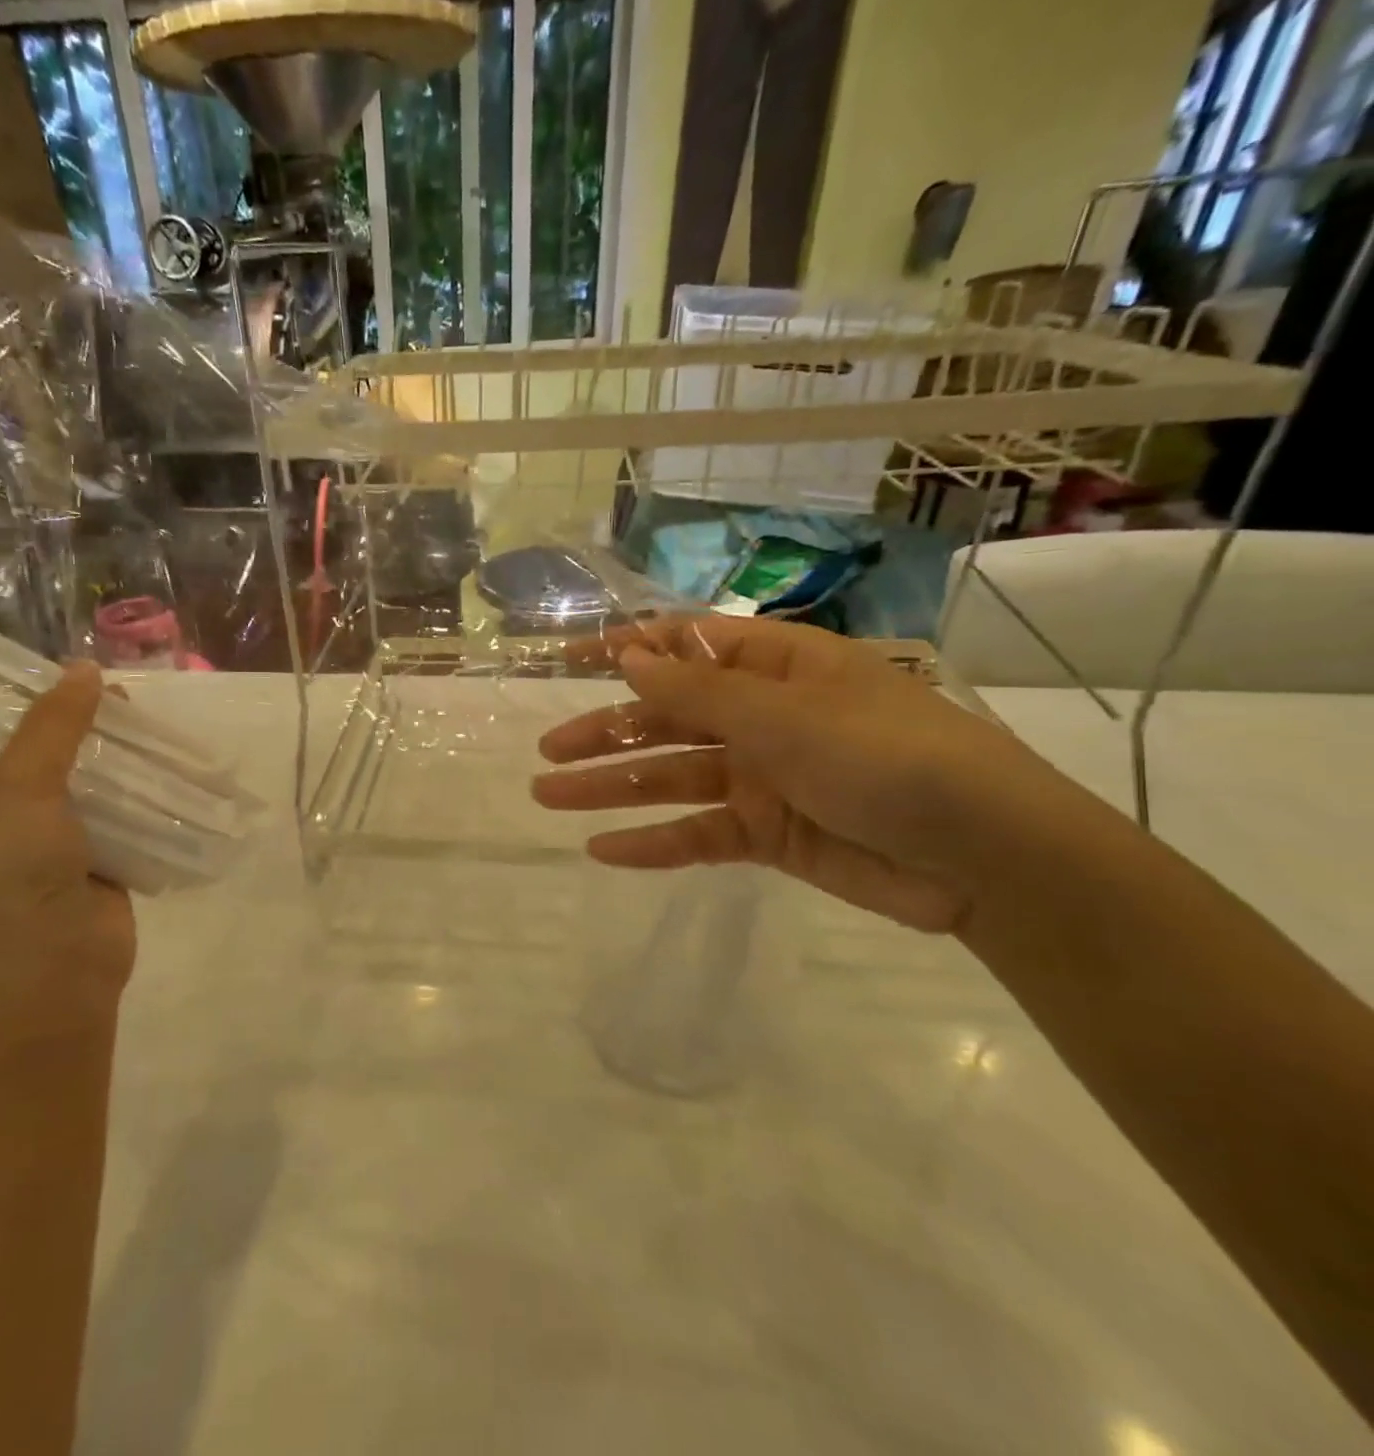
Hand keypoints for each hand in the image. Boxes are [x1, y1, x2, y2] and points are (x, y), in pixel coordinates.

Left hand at [0, 662, 135, 1018]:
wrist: (55, 974)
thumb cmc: (12, 880)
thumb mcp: (19, 790)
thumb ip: (51, 729)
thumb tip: (87, 669)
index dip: (13, 703)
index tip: (48, 670)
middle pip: (38, 755)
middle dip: (73, 725)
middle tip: (108, 690)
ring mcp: (49, 844)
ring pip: (83, 783)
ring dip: (111, 756)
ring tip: (140, 716)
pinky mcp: (96, 860)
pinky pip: (118, 812)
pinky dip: (138, 789)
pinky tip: (162, 759)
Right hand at [532, 616, 1060, 932]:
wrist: (983, 857)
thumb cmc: (887, 757)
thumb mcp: (785, 715)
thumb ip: (698, 693)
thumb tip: (628, 656)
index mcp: (774, 668)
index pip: (685, 647)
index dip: (625, 650)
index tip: (566, 660)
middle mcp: (762, 717)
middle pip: (666, 719)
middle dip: (605, 733)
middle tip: (547, 753)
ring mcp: (762, 777)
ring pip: (670, 778)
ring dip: (611, 788)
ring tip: (549, 797)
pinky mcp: (767, 834)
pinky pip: (697, 835)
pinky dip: (653, 843)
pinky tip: (602, 849)